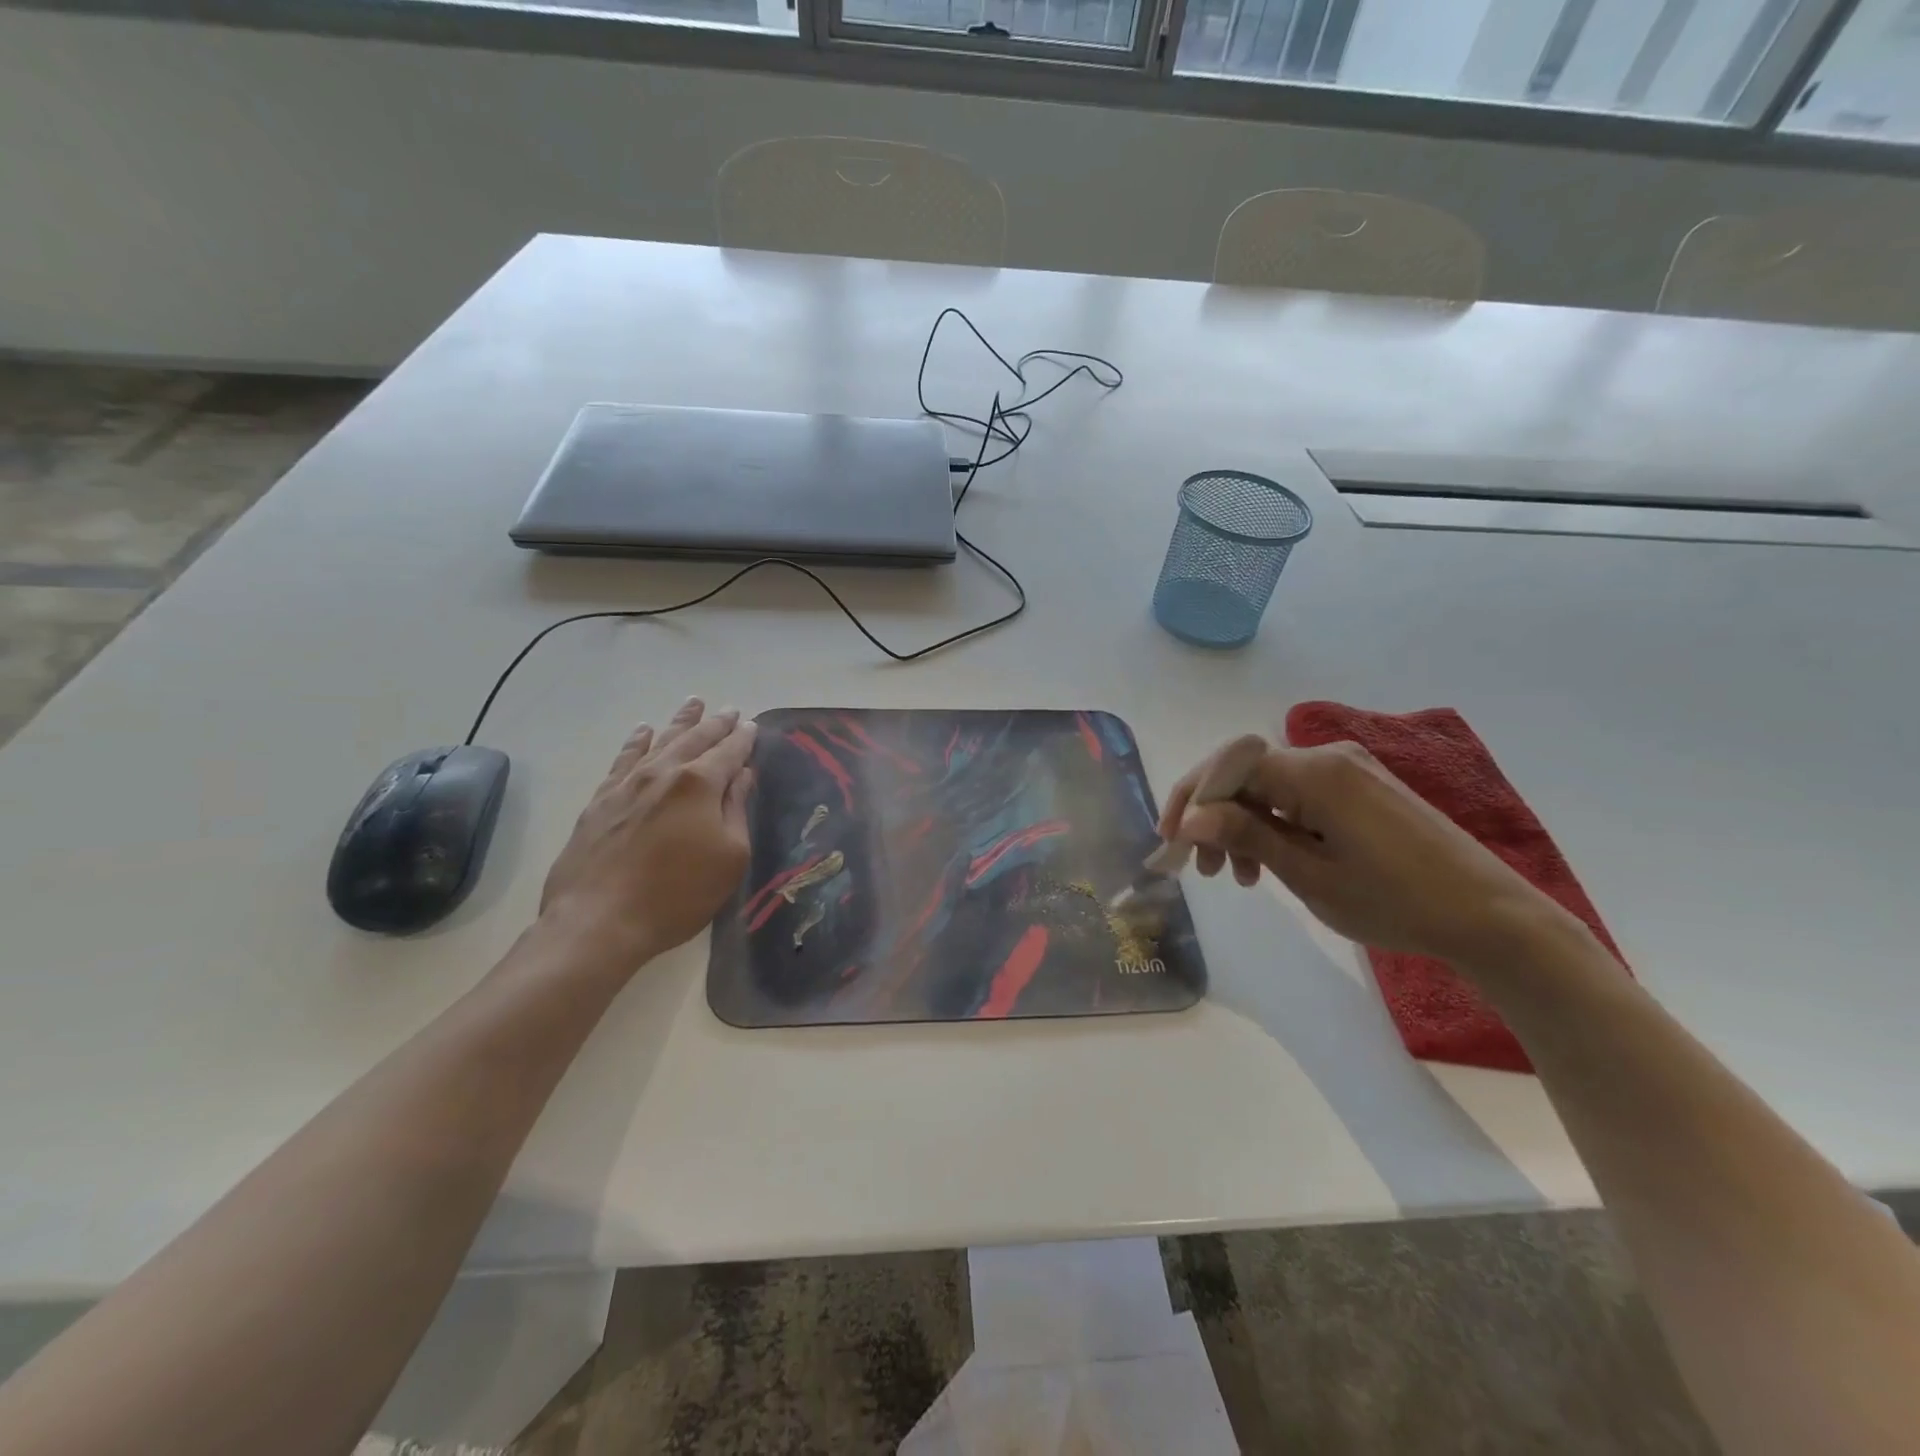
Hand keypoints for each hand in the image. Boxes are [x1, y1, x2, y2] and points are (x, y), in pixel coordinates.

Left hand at [539, 698, 756, 971]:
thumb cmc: (678, 894)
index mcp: (700, 784)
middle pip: (695, 739)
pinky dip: (636, 741)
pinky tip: (643, 731)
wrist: (598, 921)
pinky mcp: (601, 800)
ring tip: (694, 703)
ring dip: (680, 722)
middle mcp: (664, 773)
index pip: (729, 752)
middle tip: (729, 709)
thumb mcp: (729, 857)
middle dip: (716, 724)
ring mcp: (628, 784)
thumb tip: (743, 775)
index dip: (743, 738)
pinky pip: (623, 759)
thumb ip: (737, 810)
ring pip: (659, 741)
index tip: (752, 726)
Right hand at [1160, 734, 1574, 966]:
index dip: (1190, 798)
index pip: (1228, 767)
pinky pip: (1299, 796)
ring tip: (1237, 878)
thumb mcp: (1310, 875)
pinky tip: (1271, 862)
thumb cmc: (1396, 901)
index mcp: (1314, 774)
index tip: (1170, 841)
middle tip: (1200, 869)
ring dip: (1242, 825)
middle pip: (1246, 774)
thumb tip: (1190, 818)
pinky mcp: (1362, 789)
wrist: (1491, 917)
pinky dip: (1275, 825)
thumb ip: (1247, 837)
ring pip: (1270, 787)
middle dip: (1213, 817)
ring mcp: (1348, 771)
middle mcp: (1328, 758)